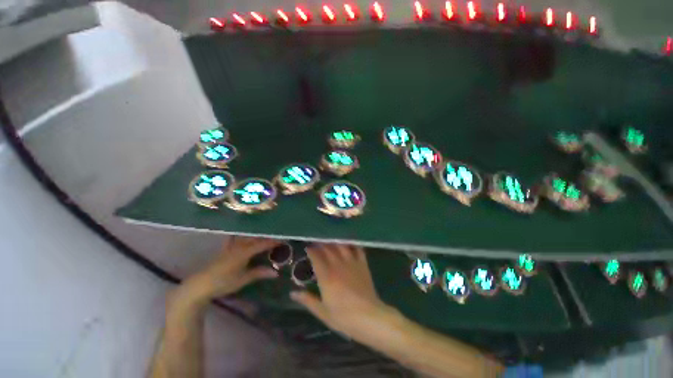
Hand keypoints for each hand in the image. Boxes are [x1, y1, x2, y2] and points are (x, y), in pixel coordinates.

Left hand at [176, 237, 280, 303]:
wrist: (200, 285)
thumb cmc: (223, 282)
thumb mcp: (243, 279)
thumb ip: (259, 273)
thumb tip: (276, 272)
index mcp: (244, 252)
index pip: (262, 244)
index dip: (273, 242)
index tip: (283, 240)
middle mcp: (238, 246)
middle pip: (255, 238)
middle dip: (266, 236)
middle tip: (276, 236)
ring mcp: (231, 247)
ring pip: (246, 237)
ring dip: (256, 235)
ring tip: (264, 234)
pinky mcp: (225, 250)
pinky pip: (236, 239)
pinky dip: (242, 236)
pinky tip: (243, 235)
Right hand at [290, 244, 398, 341]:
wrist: (368, 317)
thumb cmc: (344, 317)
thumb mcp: (322, 312)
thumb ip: (307, 300)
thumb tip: (293, 293)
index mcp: (326, 276)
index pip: (316, 257)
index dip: (311, 251)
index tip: (308, 248)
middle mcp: (338, 265)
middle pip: (328, 248)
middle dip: (321, 244)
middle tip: (317, 242)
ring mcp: (351, 263)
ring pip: (341, 245)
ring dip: (334, 241)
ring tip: (330, 240)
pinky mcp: (362, 264)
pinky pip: (357, 249)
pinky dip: (352, 244)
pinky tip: (349, 242)